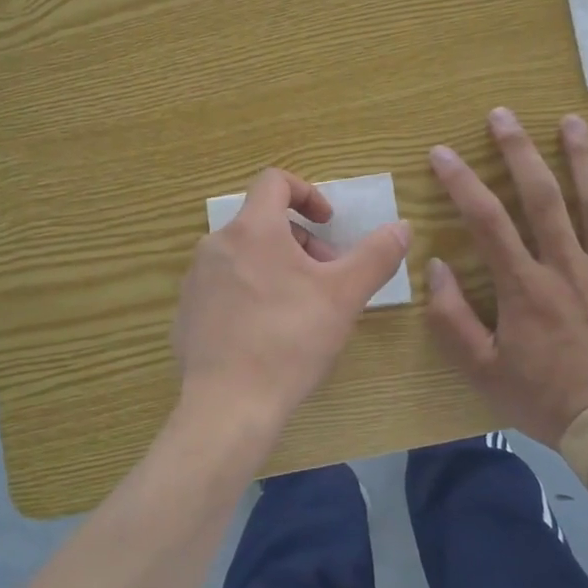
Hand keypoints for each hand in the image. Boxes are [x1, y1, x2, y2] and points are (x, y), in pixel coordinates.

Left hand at [173, 168, 410, 435]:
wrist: (228, 406)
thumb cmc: (290, 341)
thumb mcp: (344, 296)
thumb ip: (376, 255)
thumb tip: (402, 226)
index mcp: (252, 229)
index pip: (274, 182)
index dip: (307, 193)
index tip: (328, 224)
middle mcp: (216, 244)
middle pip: (262, 222)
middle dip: (299, 241)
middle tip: (325, 277)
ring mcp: (196, 278)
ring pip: (243, 254)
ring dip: (275, 266)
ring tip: (299, 307)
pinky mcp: (186, 311)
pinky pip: (223, 285)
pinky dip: (249, 291)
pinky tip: (266, 333)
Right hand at [425, 108, 587, 447]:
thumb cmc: (546, 401)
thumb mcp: (482, 370)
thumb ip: (452, 319)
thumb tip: (437, 266)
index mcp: (524, 287)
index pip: (485, 221)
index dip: (460, 182)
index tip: (441, 152)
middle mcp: (567, 267)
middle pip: (541, 197)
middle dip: (518, 151)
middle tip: (502, 115)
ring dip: (582, 158)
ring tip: (571, 121)